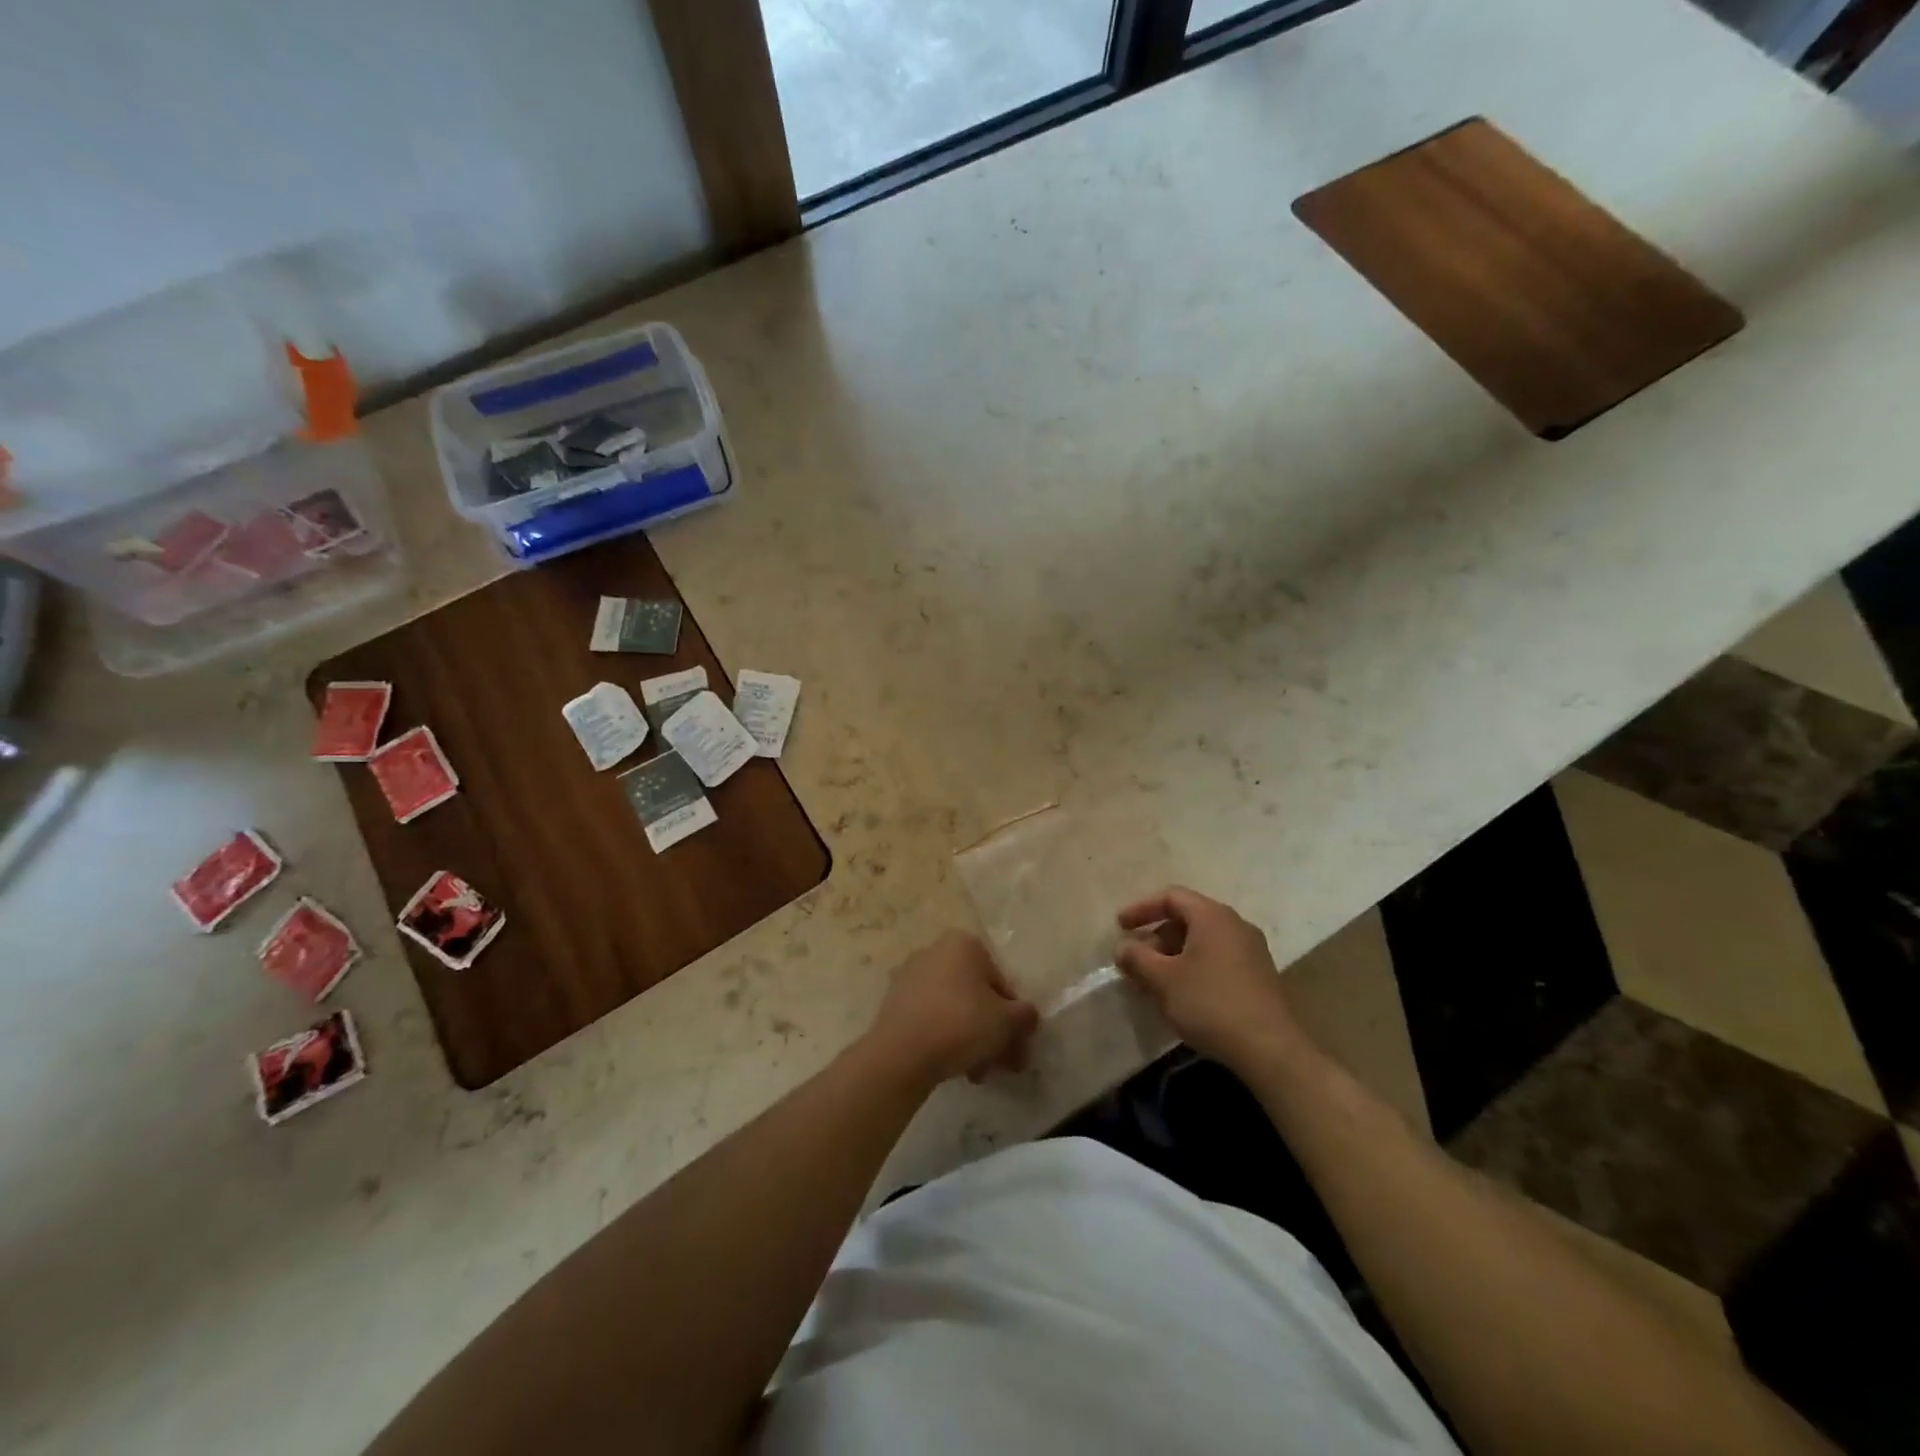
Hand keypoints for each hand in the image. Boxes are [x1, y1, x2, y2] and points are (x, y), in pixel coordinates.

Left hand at [867, 931, 1040, 1086]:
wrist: (901, 1054)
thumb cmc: (961, 1024)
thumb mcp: (1007, 1021)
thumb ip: (1026, 1016)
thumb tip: (1028, 1017)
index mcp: (963, 943)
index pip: (1002, 982)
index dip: (1014, 1018)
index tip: (1017, 1047)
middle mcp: (935, 951)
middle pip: (977, 996)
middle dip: (993, 1032)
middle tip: (1003, 1065)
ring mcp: (910, 975)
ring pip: (955, 1009)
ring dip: (972, 1040)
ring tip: (978, 1074)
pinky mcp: (894, 1002)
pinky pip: (932, 1018)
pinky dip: (946, 1038)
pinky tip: (955, 1068)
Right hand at [1115, 887, 1309, 1073]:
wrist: (1270, 1048)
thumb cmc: (1210, 1003)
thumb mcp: (1163, 980)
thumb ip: (1137, 958)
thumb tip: (1123, 947)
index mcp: (1212, 916)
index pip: (1171, 896)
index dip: (1141, 908)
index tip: (1120, 927)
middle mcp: (1235, 924)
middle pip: (1188, 917)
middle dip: (1157, 935)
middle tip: (1137, 959)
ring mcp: (1251, 950)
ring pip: (1203, 940)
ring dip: (1174, 953)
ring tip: (1155, 979)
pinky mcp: (1259, 975)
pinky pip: (1218, 957)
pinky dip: (1194, 966)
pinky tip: (1183, 993)